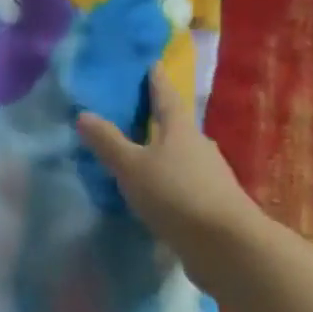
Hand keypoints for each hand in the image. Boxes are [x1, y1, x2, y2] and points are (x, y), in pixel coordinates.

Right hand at [77, 70, 264, 286]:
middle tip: (137, 115)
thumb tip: (83, 114)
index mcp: (180, 130)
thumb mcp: (131, 167)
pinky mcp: (214, 205)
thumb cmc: (176, 194)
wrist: (228, 247)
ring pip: (183, 157)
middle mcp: (200, 147)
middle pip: (177, 127)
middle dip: (159, 121)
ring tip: (141, 157)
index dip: (157, 81)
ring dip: (164, 155)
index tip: (152, 64)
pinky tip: (156, 194)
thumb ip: (108, 142)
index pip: (166, 97)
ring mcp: (212, 177)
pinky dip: (170, 183)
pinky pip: (186, 185)